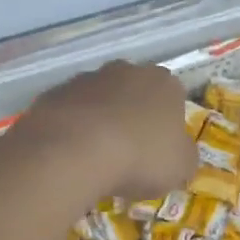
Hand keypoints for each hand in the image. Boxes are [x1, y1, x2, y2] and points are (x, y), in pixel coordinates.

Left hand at [11, 60, 195, 201]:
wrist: (74, 151)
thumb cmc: (140, 157)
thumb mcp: (181, 168)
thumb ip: (185, 156)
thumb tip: (180, 153)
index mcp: (164, 84)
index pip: (173, 97)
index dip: (168, 124)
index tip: (160, 150)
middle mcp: (126, 71)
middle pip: (134, 93)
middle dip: (132, 117)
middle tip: (129, 153)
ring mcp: (86, 79)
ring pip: (99, 100)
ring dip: (100, 121)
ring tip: (95, 158)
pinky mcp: (53, 93)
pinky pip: (69, 112)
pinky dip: (71, 129)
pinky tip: (70, 155)